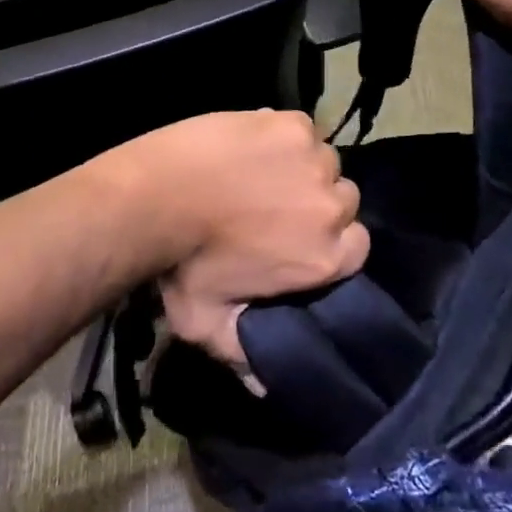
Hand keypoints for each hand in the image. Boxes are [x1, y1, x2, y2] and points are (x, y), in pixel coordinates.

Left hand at [92, 110, 366, 370]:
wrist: (157, 196)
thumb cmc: (185, 263)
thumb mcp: (209, 324)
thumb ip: (243, 356)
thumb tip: (265, 388)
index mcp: (326, 255)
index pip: (355, 247)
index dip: (328, 242)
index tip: (296, 240)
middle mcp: (331, 205)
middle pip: (341, 200)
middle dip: (315, 204)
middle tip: (272, 206)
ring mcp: (312, 158)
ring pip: (322, 161)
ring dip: (299, 167)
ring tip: (259, 173)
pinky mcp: (289, 123)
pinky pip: (301, 128)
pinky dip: (283, 136)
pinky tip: (253, 145)